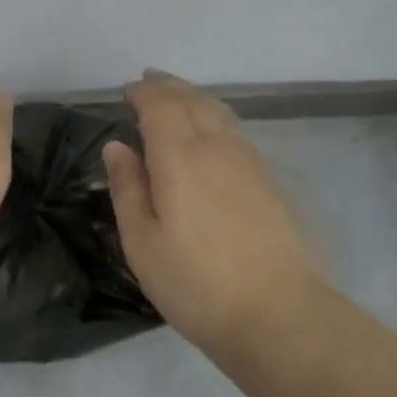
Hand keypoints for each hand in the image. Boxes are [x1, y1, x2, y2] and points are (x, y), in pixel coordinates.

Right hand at [104, 71, 322, 357]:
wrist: (280, 315)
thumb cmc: (197, 283)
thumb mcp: (142, 243)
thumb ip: (128, 188)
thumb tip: (117, 146)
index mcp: (180, 155)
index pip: (160, 104)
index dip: (143, 92)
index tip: (127, 90)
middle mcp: (216, 145)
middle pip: (191, 98)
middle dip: (168, 86)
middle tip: (149, 81)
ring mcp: (248, 160)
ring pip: (218, 110)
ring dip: (193, 96)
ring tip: (177, 97)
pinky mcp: (269, 179)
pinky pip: (235, 129)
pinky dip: (215, 115)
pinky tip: (211, 131)